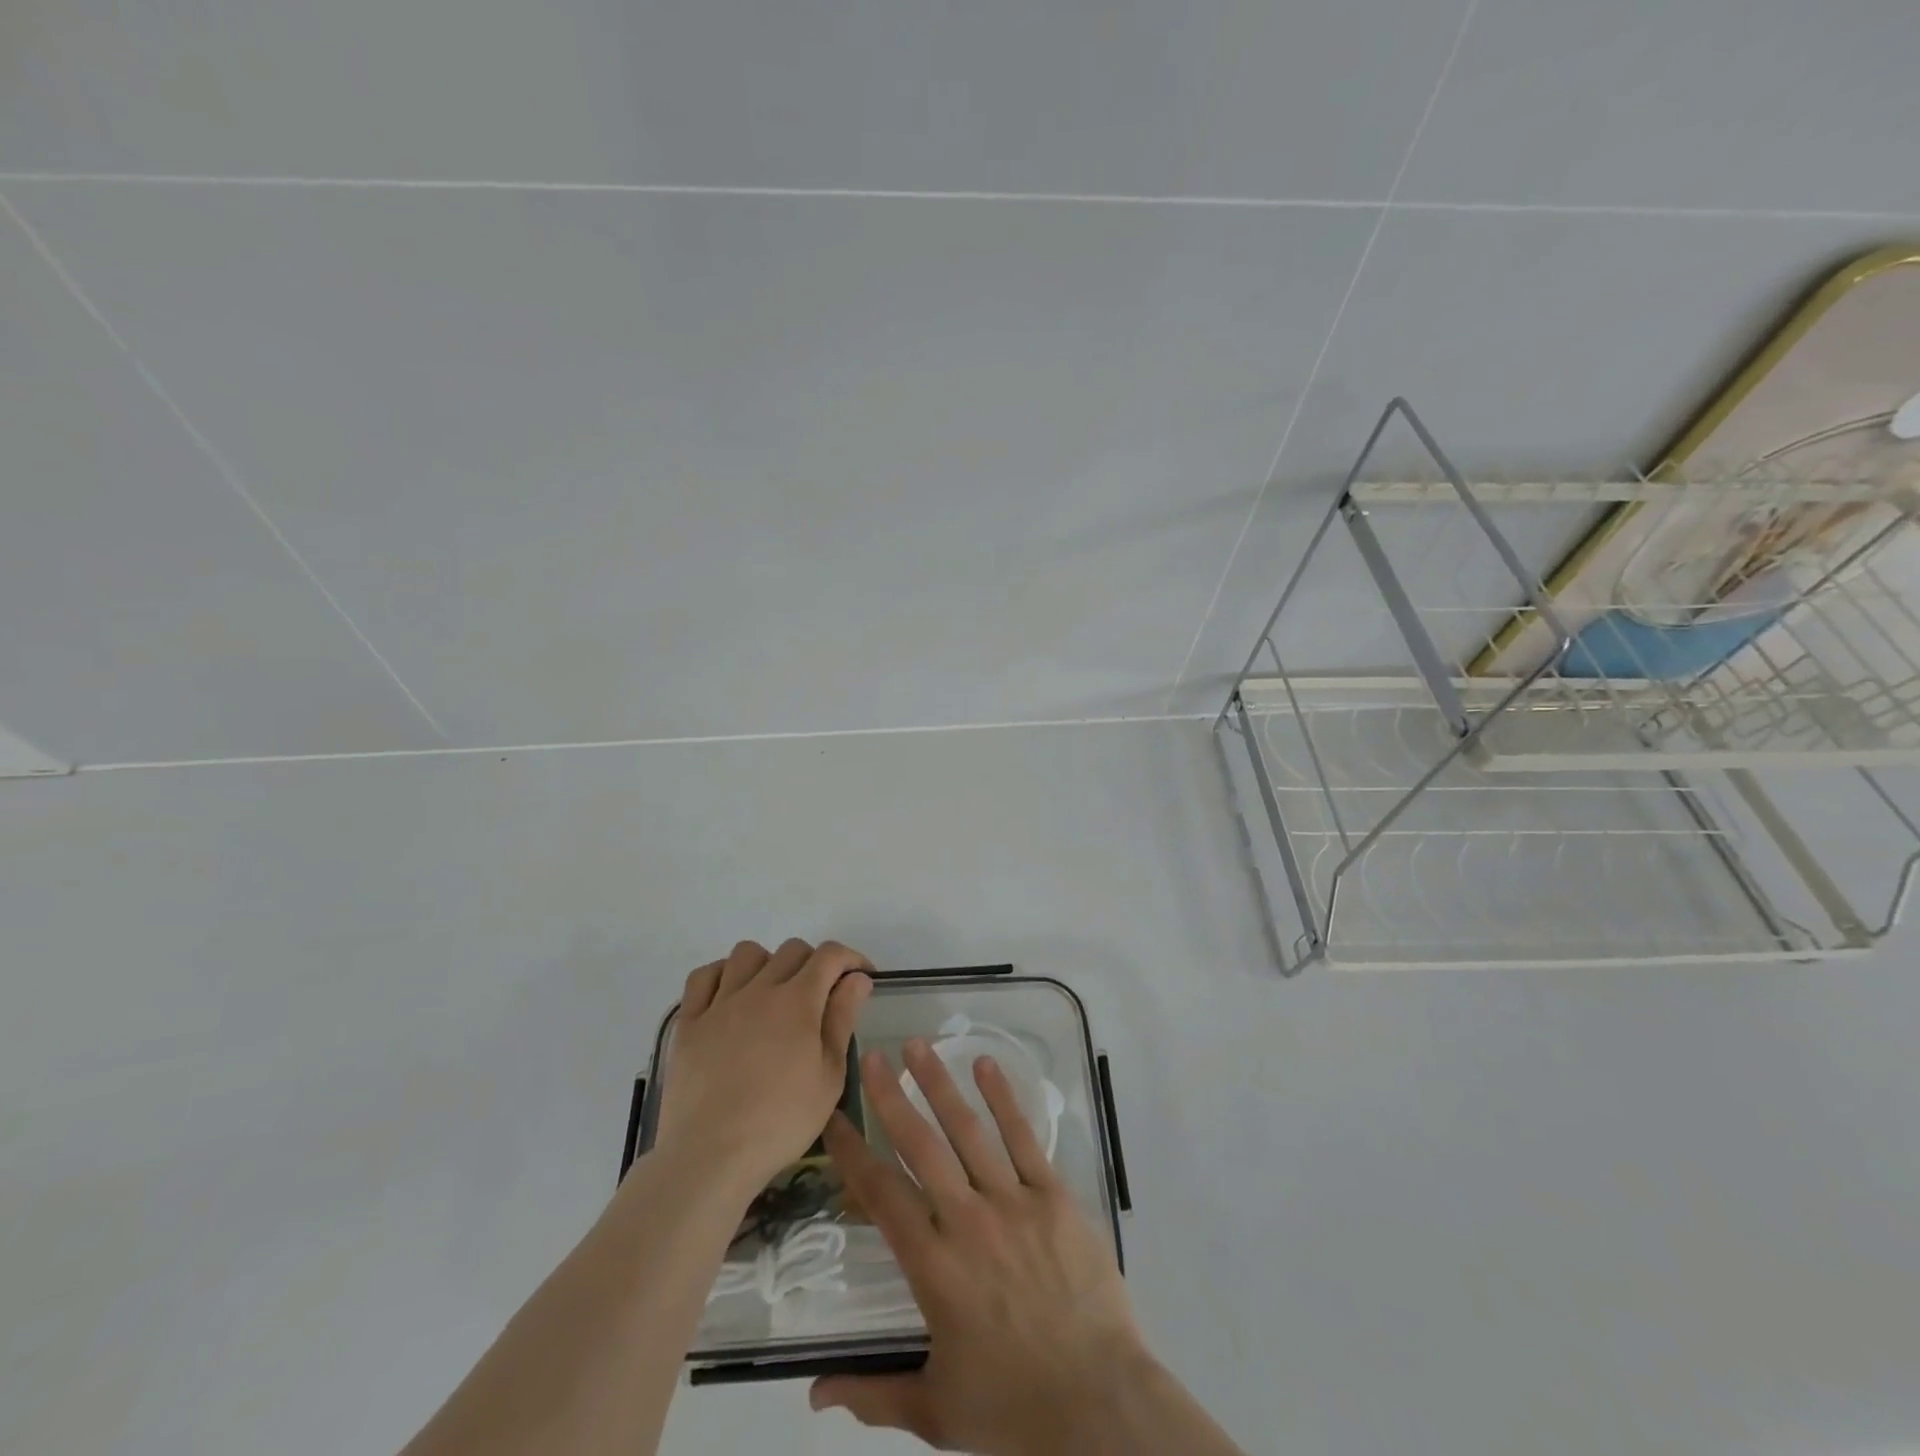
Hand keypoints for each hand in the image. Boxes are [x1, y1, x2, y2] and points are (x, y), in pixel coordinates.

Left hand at [655, 939, 872, 1190]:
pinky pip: (703, 977)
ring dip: (768, 963)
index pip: (829, 955)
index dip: (851, 958)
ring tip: (773, 993)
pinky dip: (722, 975)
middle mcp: (759, 989)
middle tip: (820, 996)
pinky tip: (730, 995)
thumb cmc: (781, 1121)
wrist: (711, 1155)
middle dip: (814, 963)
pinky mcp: (689, 1022)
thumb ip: (842, 1019)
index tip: (861, 977)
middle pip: (791, 950)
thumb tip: (857, 979)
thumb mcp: (829, 1076)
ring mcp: (720, 1003)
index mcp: (798, 1001)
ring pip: (747, 953)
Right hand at [811, 1040, 1151, 1455]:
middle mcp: (967, 1221)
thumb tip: (812, 1395)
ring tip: (916, 1045)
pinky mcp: (1054, 1197)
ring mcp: (1013, 1202)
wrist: (1098, 1405)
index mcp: (933, 1266)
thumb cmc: (1012, 1408)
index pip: (882, 1195)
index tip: (835, 1120)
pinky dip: (1002, 1099)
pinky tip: (985, 1065)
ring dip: (939, 1083)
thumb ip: (872, 1394)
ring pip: (968, 1130)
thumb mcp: (934, 1410)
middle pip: (920, 1146)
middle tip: (870, 1056)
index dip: (853, 1154)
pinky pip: (1024, 1138)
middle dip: (890, 1097)